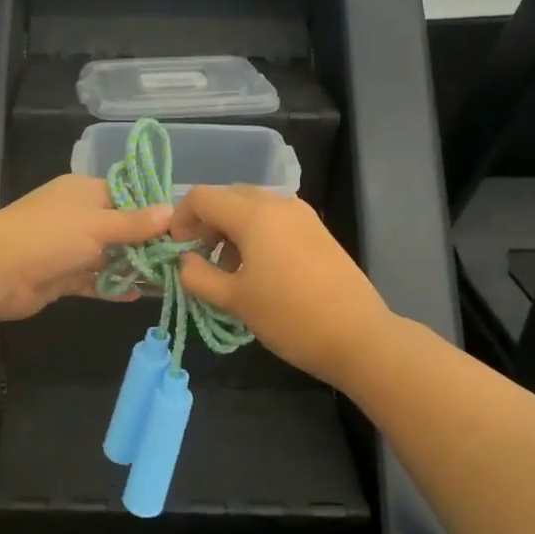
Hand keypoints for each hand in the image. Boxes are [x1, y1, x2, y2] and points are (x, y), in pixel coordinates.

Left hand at [0, 175, 172, 321]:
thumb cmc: (49, 236)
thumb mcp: (97, 225)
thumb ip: (134, 223)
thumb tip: (170, 210)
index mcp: (83, 192)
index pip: (125, 195)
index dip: (151, 209)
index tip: (182, 227)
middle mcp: (76, 216)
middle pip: (119, 228)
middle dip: (147, 243)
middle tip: (181, 259)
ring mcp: (67, 248)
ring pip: (108, 256)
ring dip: (132, 268)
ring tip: (168, 281)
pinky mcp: (61, 277)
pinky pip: (93, 280)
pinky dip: (112, 287)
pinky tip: (138, 296)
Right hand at [168, 186, 391, 385]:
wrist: (358, 336)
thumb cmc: (289, 317)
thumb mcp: (234, 300)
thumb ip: (198, 276)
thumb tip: (183, 262)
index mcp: (253, 214)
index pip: (202, 197)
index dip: (180, 219)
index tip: (177, 251)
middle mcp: (278, 204)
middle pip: (228, 197)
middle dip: (206, 224)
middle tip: (199, 259)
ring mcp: (302, 215)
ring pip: (252, 208)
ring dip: (231, 231)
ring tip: (229, 272)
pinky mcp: (317, 230)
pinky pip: (275, 220)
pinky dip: (256, 235)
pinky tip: (259, 272)